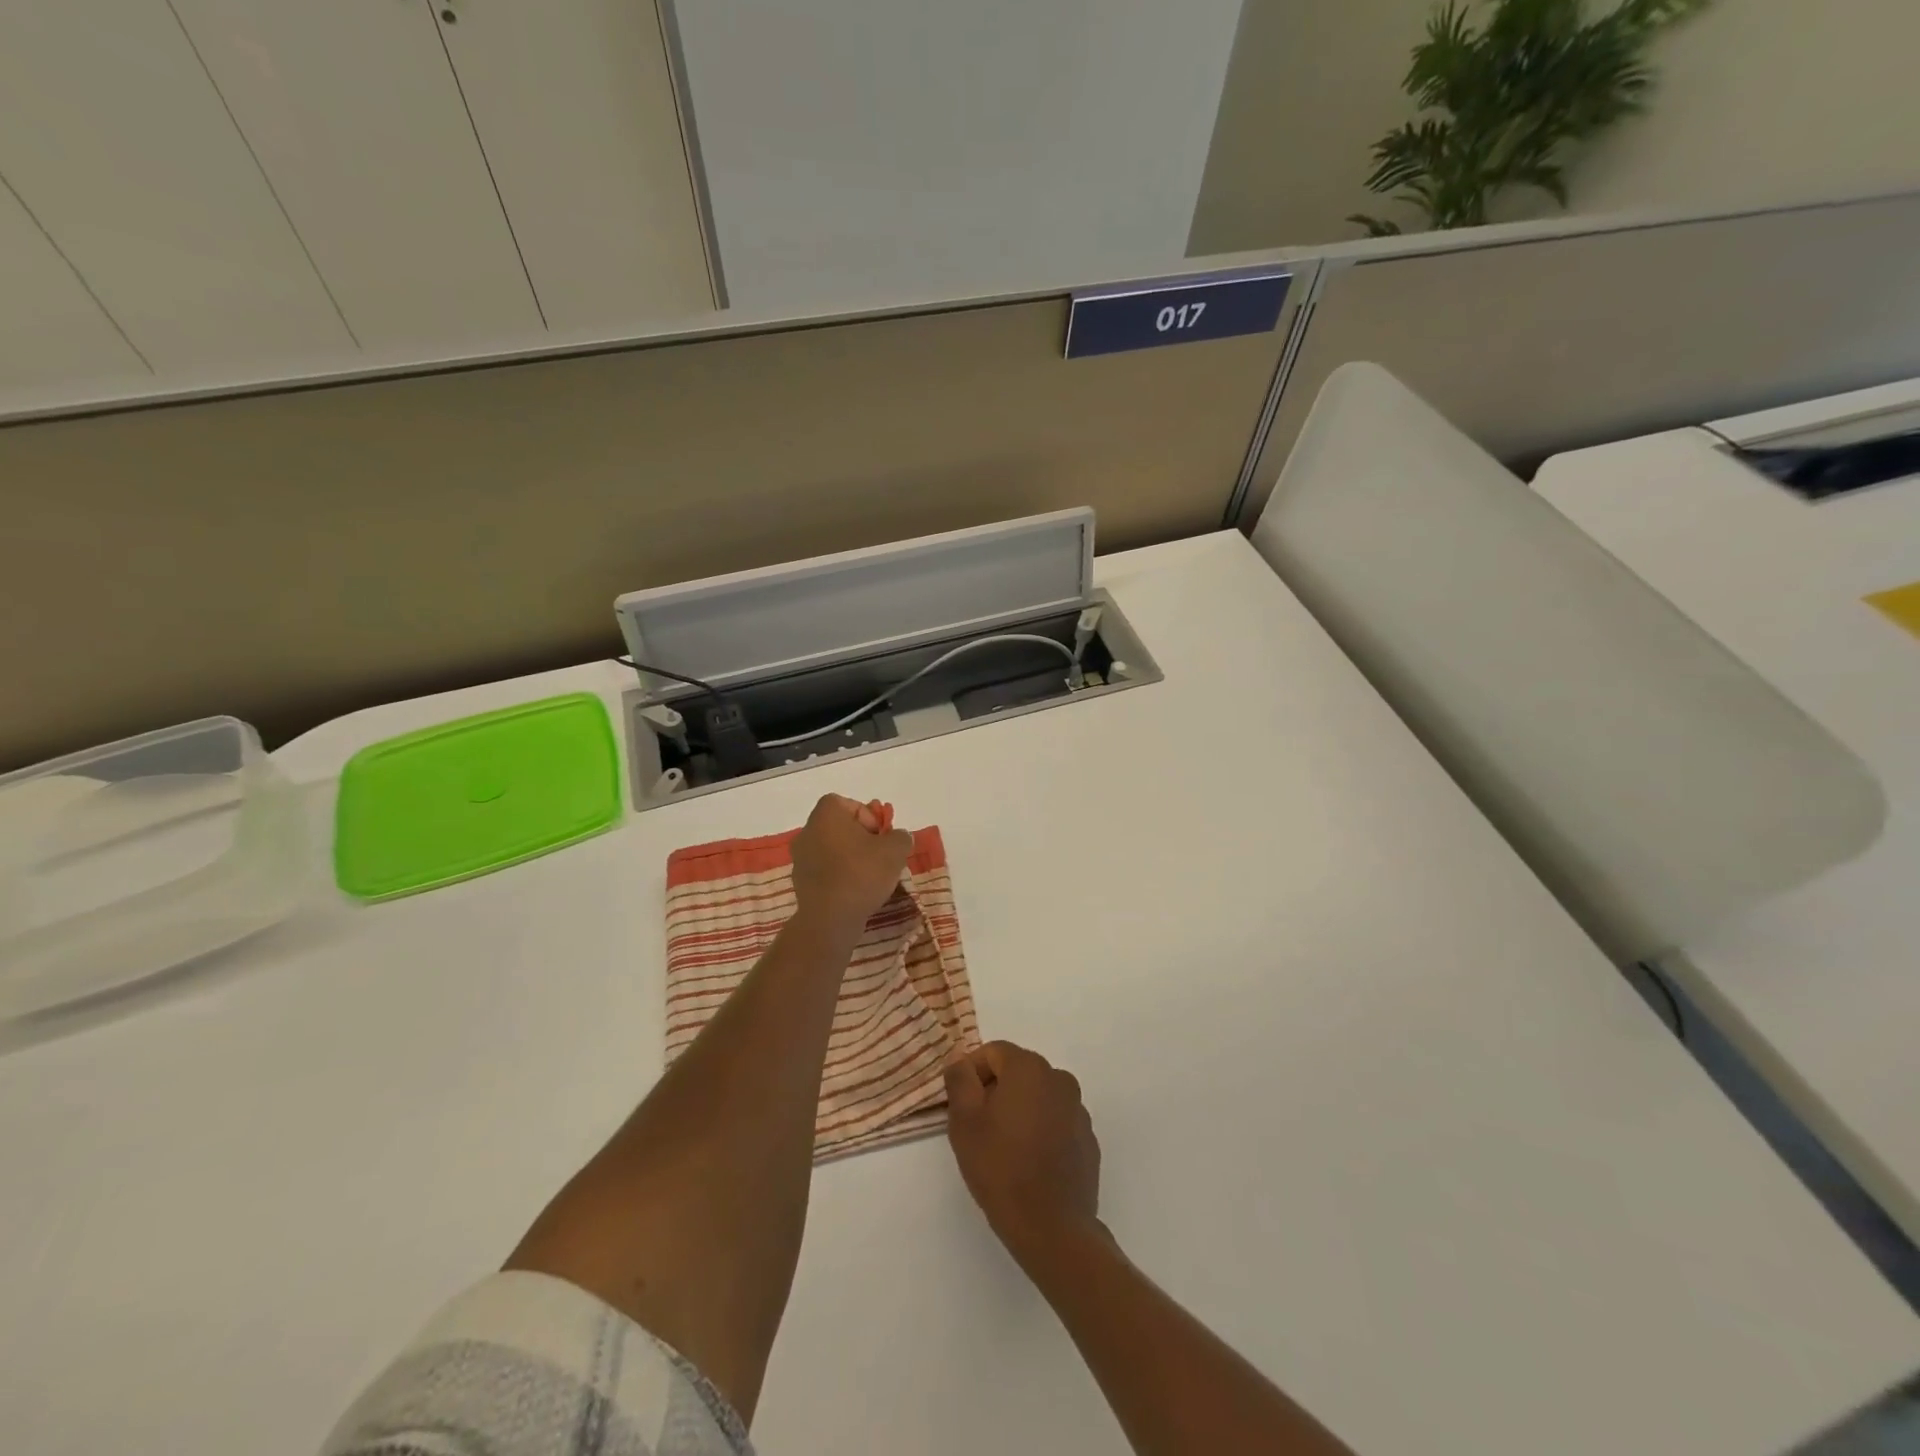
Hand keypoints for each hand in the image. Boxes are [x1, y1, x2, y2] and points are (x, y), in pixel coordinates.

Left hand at [789, 794, 911, 935]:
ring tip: (869, 876)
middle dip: (862, 839)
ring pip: (832, 849)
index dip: (869, 817)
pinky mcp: (800, 881)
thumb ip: (900, 837)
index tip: (880, 838)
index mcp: (826, 814)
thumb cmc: (861, 874)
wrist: (830, 918)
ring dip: (851, 858)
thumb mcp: (895, 850)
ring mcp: (800, 857)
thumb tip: (898, 837)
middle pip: (840, 827)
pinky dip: (840, 875)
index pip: (848, 804)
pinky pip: (825, 869)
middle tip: (879, 856)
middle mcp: (808, 830)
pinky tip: (855, 890)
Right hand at [945, 1042, 1102, 1266]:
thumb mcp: (964, 1122)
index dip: (971, 1072)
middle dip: (995, 1090)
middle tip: (978, 1127)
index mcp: (1029, 1068)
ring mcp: (1078, 1109)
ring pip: (1038, 1096)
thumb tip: (959, 1059)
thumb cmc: (1001, 1168)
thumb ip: (959, 1080)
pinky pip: (1057, 1121)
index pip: (993, 1052)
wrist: (1052, 1228)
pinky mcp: (1088, 1139)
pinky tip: (1030, 1162)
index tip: (960, 1104)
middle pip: (1018, 1071)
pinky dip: (1041, 1130)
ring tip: (1004, 1147)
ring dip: (1020, 1110)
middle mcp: (1059, 1079)